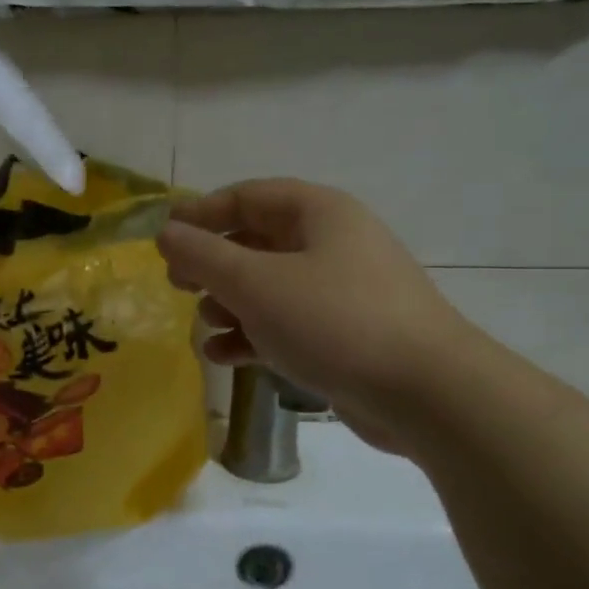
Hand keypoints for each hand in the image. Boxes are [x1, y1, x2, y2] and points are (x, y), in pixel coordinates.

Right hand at [157, 180, 479, 453]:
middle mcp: (333, 243)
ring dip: (231, 303)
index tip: (163, 236)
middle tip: (177, 284)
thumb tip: (167, 232)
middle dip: (213, 263)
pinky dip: (256, 333)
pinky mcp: (346, 334)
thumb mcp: (256, 283)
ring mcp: (343, 290)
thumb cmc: (333, 321)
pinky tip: (225, 356)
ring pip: (271, 286)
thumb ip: (204, 255)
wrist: (424, 392)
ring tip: (204, 325)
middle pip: (258, 241)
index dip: (201, 212)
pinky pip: (289, 322)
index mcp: (319, 213)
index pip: (248, 196)